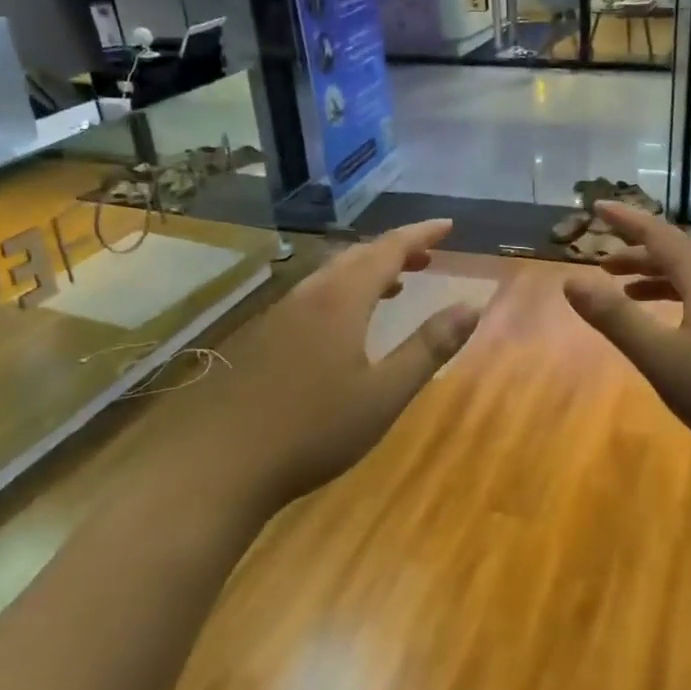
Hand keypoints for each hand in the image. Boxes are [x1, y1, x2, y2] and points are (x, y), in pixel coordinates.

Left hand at [203, 219, 479, 509]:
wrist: (219, 465)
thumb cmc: (313, 430)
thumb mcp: (384, 395)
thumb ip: (429, 348)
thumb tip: (471, 306)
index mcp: (341, 300)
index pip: (388, 249)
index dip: (420, 233)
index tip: (447, 225)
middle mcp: (308, 296)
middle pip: (356, 256)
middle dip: (395, 250)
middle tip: (427, 256)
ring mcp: (278, 316)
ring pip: (330, 276)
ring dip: (367, 271)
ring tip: (394, 286)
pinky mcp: (259, 339)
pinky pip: (311, 297)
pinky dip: (341, 293)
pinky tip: (343, 326)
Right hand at [563, 202, 690, 471]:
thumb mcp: (659, 355)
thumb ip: (615, 317)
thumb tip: (571, 281)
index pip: (659, 234)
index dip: (626, 220)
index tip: (598, 206)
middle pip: (676, 255)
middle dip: (636, 253)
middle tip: (601, 264)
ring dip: (655, 278)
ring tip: (625, 291)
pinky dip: (675, 300)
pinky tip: (668, 326)